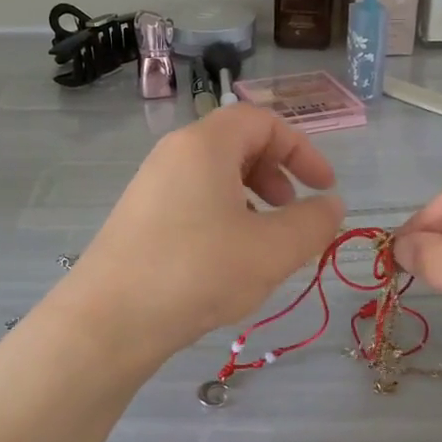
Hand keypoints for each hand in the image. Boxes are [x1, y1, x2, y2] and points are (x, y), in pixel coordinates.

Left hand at [66, 108, 345, 360]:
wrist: (110, 320)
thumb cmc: (198, 271)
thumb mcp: (271, 250)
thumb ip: (313, 223)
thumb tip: (332, 205)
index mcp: (205, 145)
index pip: (262, 121)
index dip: (302, 149)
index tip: (324, 186)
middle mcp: (173, 155)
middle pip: (236, 143)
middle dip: (275, 172)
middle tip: (290, 209)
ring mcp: (150, 186)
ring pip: (213, 176)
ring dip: (249, 198)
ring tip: (262, 240)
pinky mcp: (138, 218)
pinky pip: (191, 200)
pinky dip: (222, 216)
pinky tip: (226, 260)